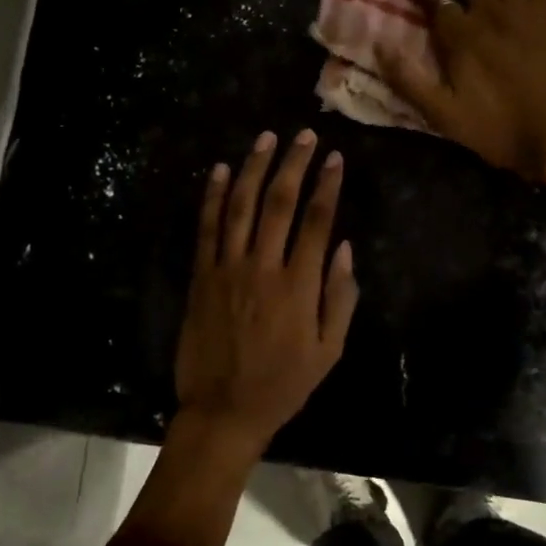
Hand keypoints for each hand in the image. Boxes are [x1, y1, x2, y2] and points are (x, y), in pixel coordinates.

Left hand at [174, 128, 358, 453]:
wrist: (223, 411)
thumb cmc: (283, 384)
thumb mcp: (329, 351)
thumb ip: (340, 297)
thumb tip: (344, 247)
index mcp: (299, 287)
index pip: (317, 221)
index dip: (327, 185)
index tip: (335, 158)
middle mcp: (263, 268)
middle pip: (280, 203)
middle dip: (294, 164)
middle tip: (304, 135)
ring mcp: (227, 269)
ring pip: (240, 206)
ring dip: (254, 168)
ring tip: (266, 138)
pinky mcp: (200, 277)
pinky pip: (206, 228)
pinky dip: (212, 197)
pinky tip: (218, 170)